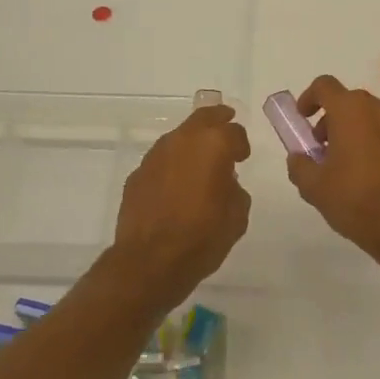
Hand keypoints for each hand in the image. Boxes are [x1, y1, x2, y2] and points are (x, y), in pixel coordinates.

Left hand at [112, 104, 251, 295]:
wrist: (150, 261)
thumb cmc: (203, 237)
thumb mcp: (237, 215)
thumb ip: (235, 189)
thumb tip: (225, 182)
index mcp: (213, 145)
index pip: (233, 131)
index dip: (241, 144)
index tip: (242, 157)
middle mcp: (182, 141)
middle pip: (203, 118)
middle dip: (217, 119)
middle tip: (225, 122)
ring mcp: (155, 155)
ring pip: (178, 138)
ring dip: (191, 144)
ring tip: (199, 162)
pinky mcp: (137, 174)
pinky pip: (161, 161)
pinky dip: (172, 166)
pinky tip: (175, 186)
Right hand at [286, 76, 379, 265]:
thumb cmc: (354, 199)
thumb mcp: (313, 186)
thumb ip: (299, 165)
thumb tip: (298, 157)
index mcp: (351, 111)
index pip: (324, 85)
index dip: (308, 98)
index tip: (301, 118)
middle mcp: (378, 110)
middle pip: (347, 101)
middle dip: (329, 118)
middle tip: (319, 146)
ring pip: (368, 117)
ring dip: (350, 130)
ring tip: (340, 163)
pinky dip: (370, 142)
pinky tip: (363, 174)